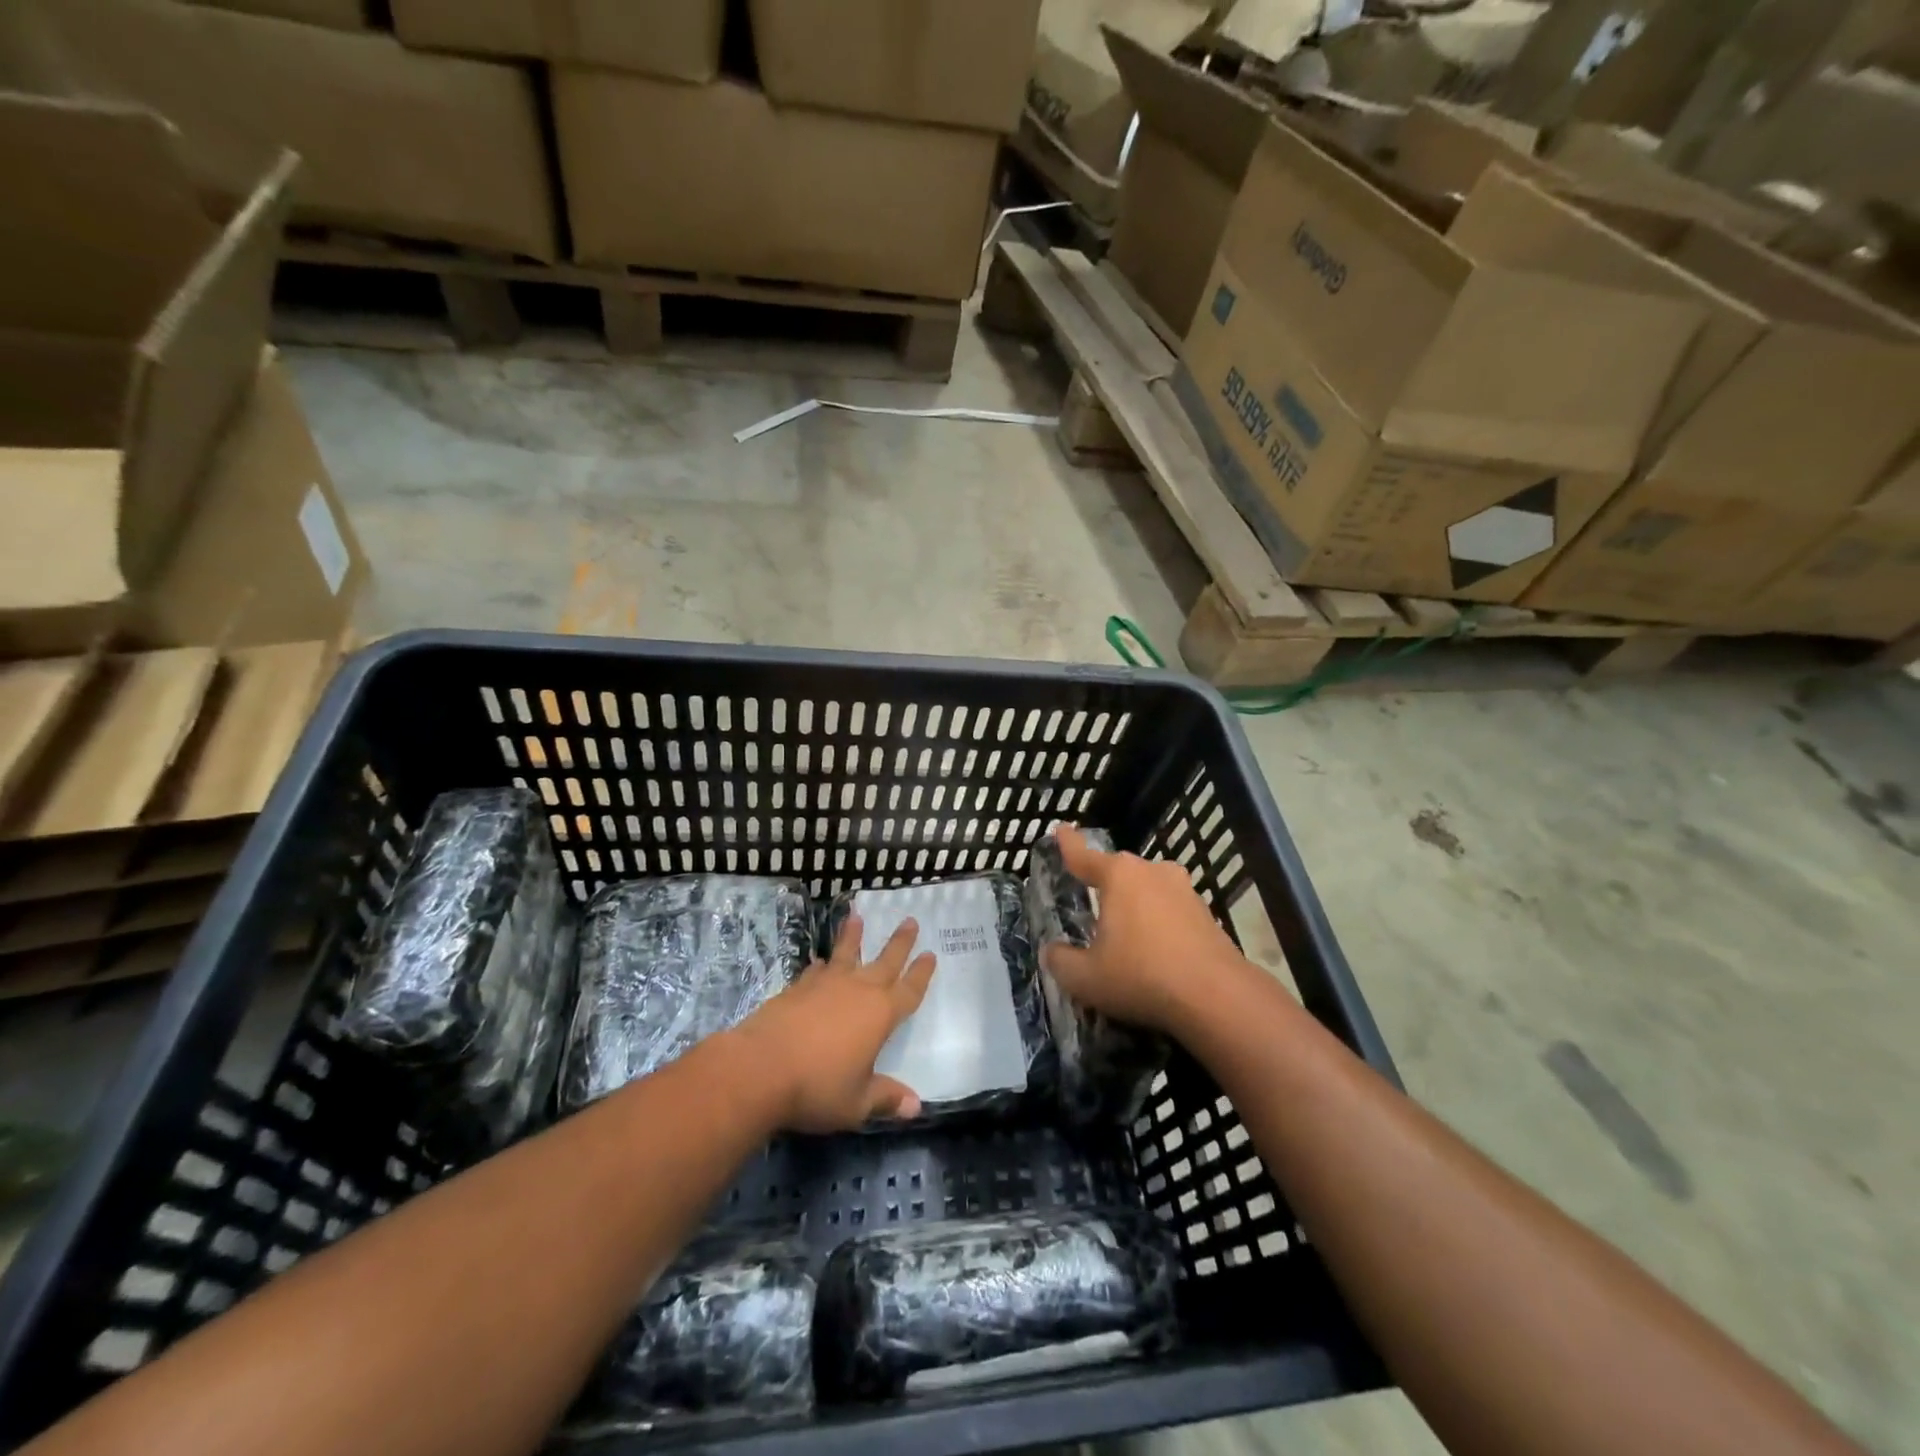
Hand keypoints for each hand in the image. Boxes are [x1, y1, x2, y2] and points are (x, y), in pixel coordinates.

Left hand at [732, 914, 935, 1132]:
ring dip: (853, 936)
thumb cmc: (817, 1088)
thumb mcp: (856, 1103)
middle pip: (885, 961)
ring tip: (857, 916)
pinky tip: (819, 963)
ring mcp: (825, 985)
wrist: (760, 1068)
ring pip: (845, 954)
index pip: (909, 990)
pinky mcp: (796, 988)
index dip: (921, 974)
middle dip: (900, 942)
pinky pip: (815, 971)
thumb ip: (885, 1099)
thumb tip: (916, 1106)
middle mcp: (857, 991)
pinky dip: (821, 965)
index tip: (931, 955)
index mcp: (881, 1015)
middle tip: (910, 920)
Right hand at [1042, 826, 1243, 1035]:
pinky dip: (1159, 925)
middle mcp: (1152, 872)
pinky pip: (1171, 911)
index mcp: (1119, 876)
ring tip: (1124, 934)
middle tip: (1089, 903)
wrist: (1217, 998)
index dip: (1067, 844)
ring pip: (1148, 890)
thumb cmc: (1141, 976)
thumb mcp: (1085, 978)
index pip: (1083, 855)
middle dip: (1104, 884)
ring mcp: (1184, 891)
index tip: (1060, 829)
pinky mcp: (1207, 915)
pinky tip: (1155, 952)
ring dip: (1135, 906)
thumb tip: (1053, 952)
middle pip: (1119, 872)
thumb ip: (1060, 961)